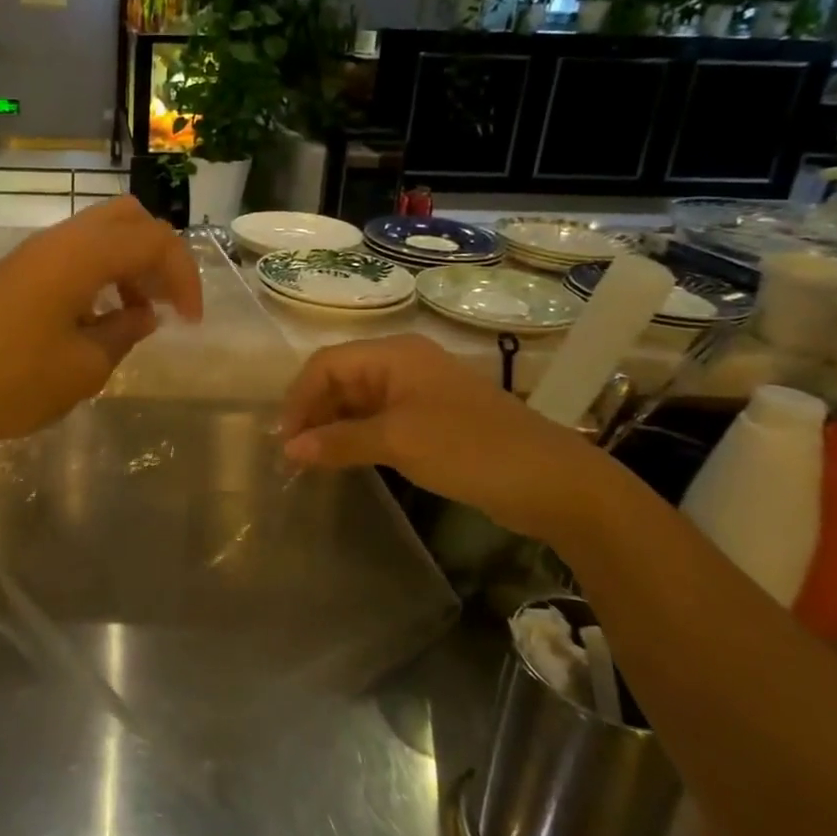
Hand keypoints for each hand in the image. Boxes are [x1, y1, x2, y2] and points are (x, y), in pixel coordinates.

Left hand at [0, 197, 202, 447]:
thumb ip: (124, 333)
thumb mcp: (83, 368)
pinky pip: (72, 255)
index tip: (190, 323)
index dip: (184, 277)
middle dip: (158, 256)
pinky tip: (92, 321)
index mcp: (82, 255)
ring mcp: (32, 253)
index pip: (155, 241)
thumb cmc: (9, 381)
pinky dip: (98, 275)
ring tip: (133, 316)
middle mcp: (59, 240)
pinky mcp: (14, 273)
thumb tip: (144, 314)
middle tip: (164, 305)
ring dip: (128, 265)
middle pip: (128, 218)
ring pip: (98, 234)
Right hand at [279, 334, 628, 546]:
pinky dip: (357, 436)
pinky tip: (345, 459)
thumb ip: (338, 442)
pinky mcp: (431, 418)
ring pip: (358, 400)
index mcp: (394, 354)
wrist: (552, 481)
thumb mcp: (397, 443)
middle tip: (294, 453)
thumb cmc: (468, 448)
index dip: (299, 398)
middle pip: (340, 379)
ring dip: (333, 426)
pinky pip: (379, 419)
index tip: (284, 440)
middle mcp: (403, 364)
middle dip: (313, 412)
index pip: (326, 364)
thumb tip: (289, 449)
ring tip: (312, 460)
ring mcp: (419, 391)